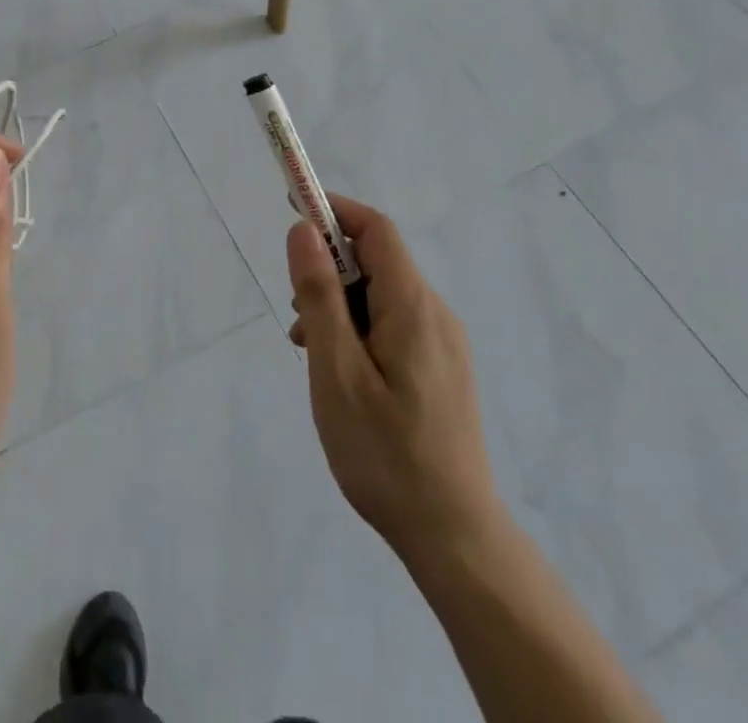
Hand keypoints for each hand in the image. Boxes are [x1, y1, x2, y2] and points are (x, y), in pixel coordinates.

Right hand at [287, 194, 500, 573]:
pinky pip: (393, 325)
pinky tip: (341, 374)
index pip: (375, 229)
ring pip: (381, 296)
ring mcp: (443, 343)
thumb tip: (302, 229)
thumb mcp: (337, 371)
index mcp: (413, 307)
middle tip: (297, 317)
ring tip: (312, 354)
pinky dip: (359, 329)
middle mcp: (435, 314)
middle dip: (329, 271)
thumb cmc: (386, 453)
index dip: (333, 210)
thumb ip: (319, 295)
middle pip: (376, 262)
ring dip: (340, 306)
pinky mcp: (442, 369)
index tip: (292, 212)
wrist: (454, 537)